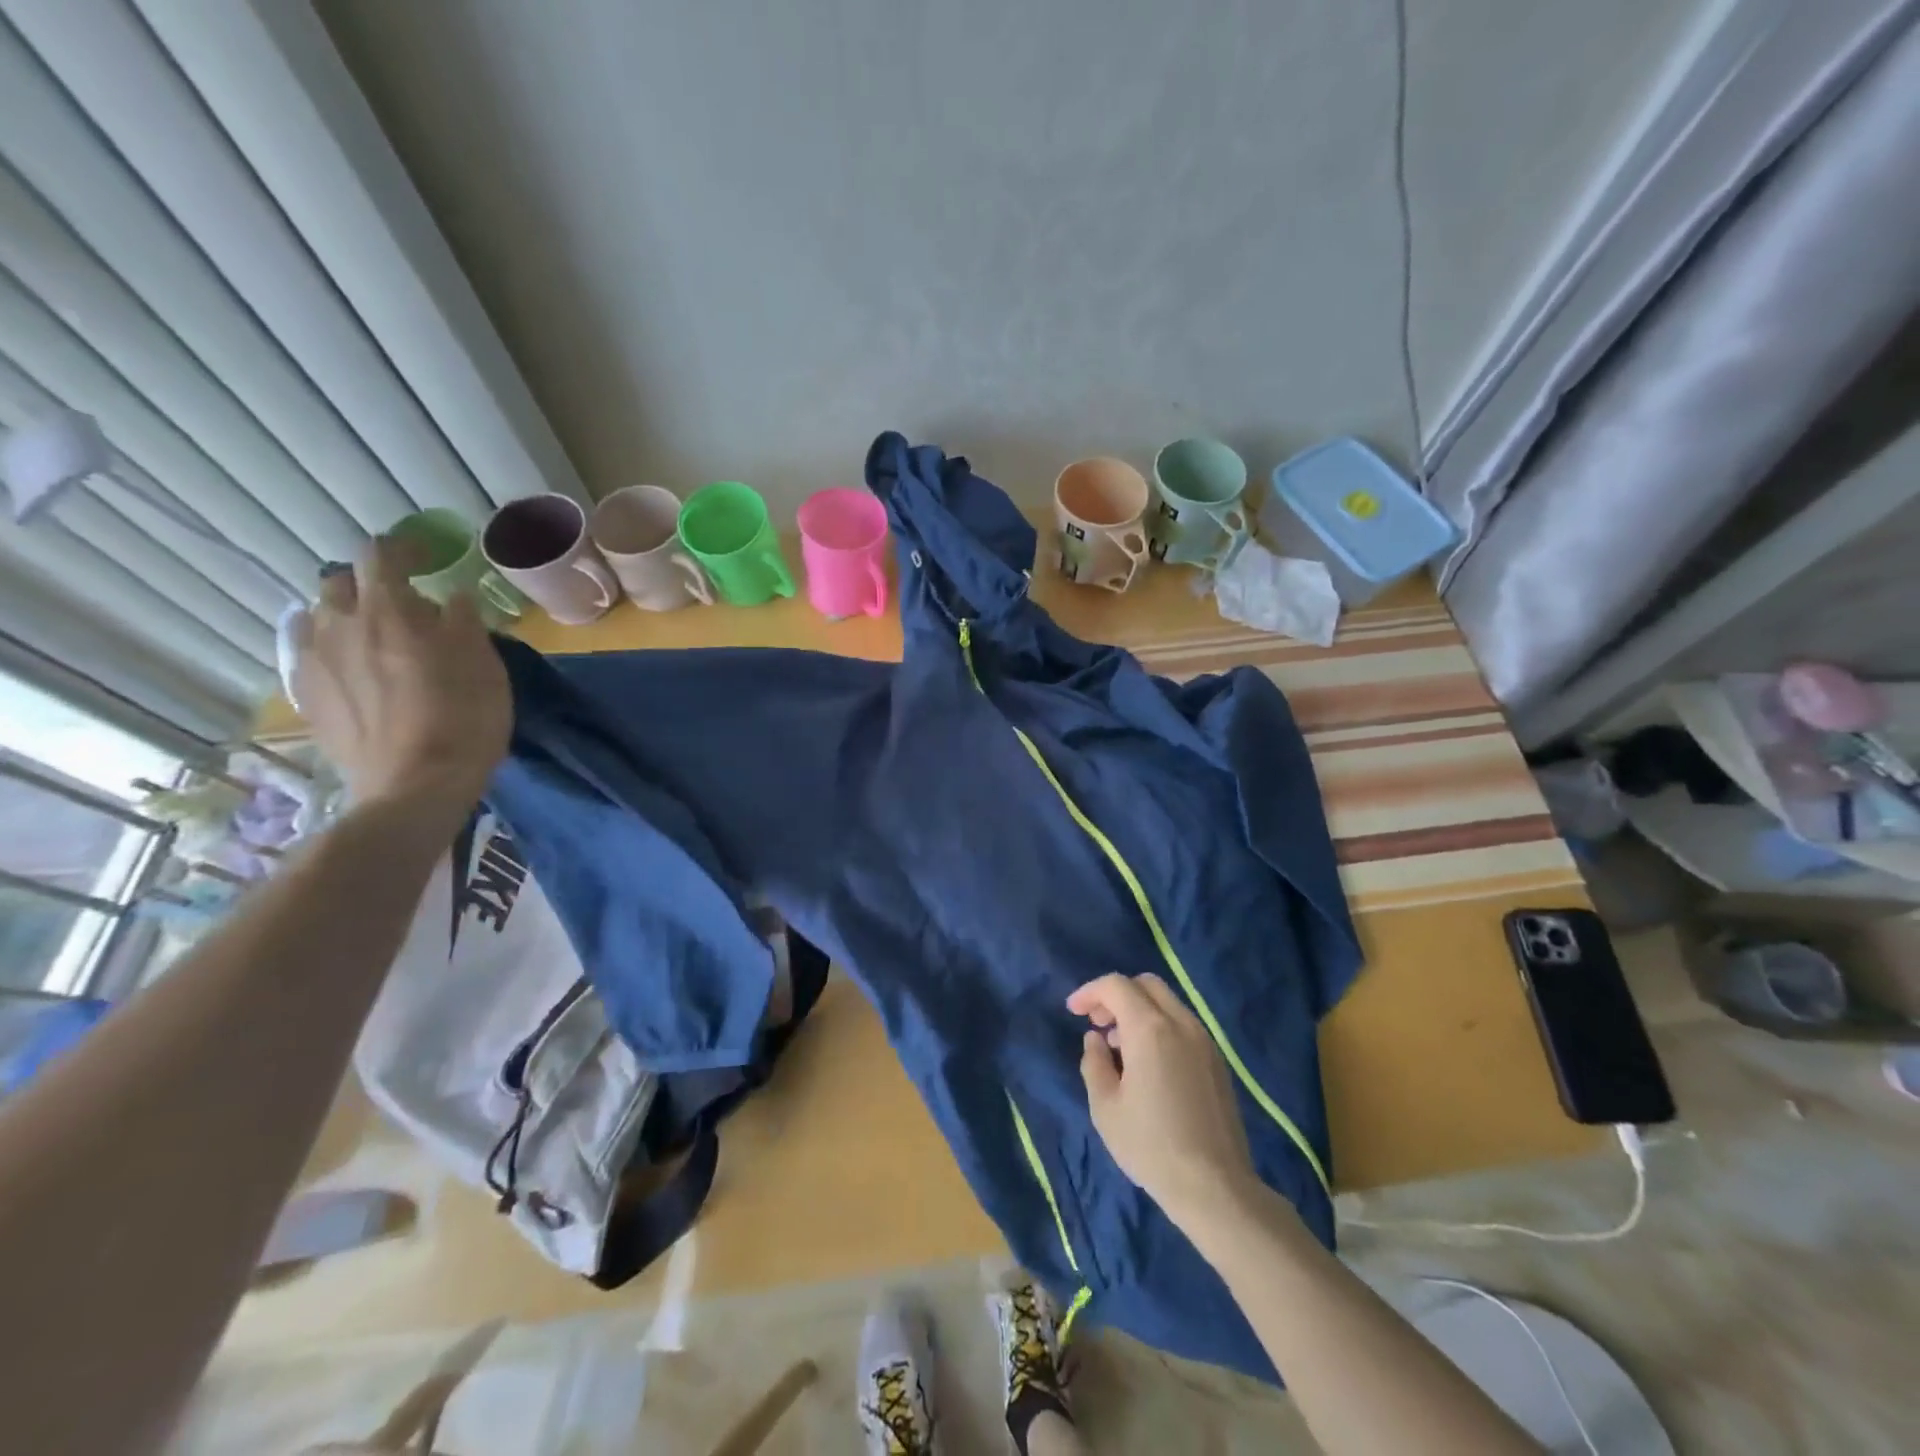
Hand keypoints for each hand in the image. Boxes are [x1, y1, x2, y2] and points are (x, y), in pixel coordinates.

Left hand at [292, 538, 510, 814]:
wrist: (415, 785)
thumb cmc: (464, 719)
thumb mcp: (485, 665)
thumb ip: (463, 622)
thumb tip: (450, 597)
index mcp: (388, 610)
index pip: (381, 554)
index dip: (403, 548)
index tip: (426, 556)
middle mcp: (340, 624)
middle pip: (340, 580)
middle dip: (369, 582)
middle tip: (403, 602)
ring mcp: (314, 660)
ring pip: (319, 615)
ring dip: (346, 614)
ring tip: (374, 635)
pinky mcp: (305, 694)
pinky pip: (308, 652)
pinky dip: (329, 647)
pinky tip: (352, 668)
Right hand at [1068, 973, 1258, 1230]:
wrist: (1215, 1187)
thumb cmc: (1151, 1146)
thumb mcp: (1105, 1107)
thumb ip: (1094, 1062)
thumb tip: (1096, 1039)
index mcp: (1150, 1029)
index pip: (1116, 986)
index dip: (1090, 992)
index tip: (1073, 1011)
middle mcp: (1181, 1023)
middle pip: (1146, 985)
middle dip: (1117, 995)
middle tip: (1098, 1022)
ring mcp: (1204, 1041)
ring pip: (1167, 1003)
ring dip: (1139, 1010)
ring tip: (1119, 1046)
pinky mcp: (1217, 1061)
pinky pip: (1183, 1024)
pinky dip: (1160, 1026)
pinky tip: (1148, 1062)